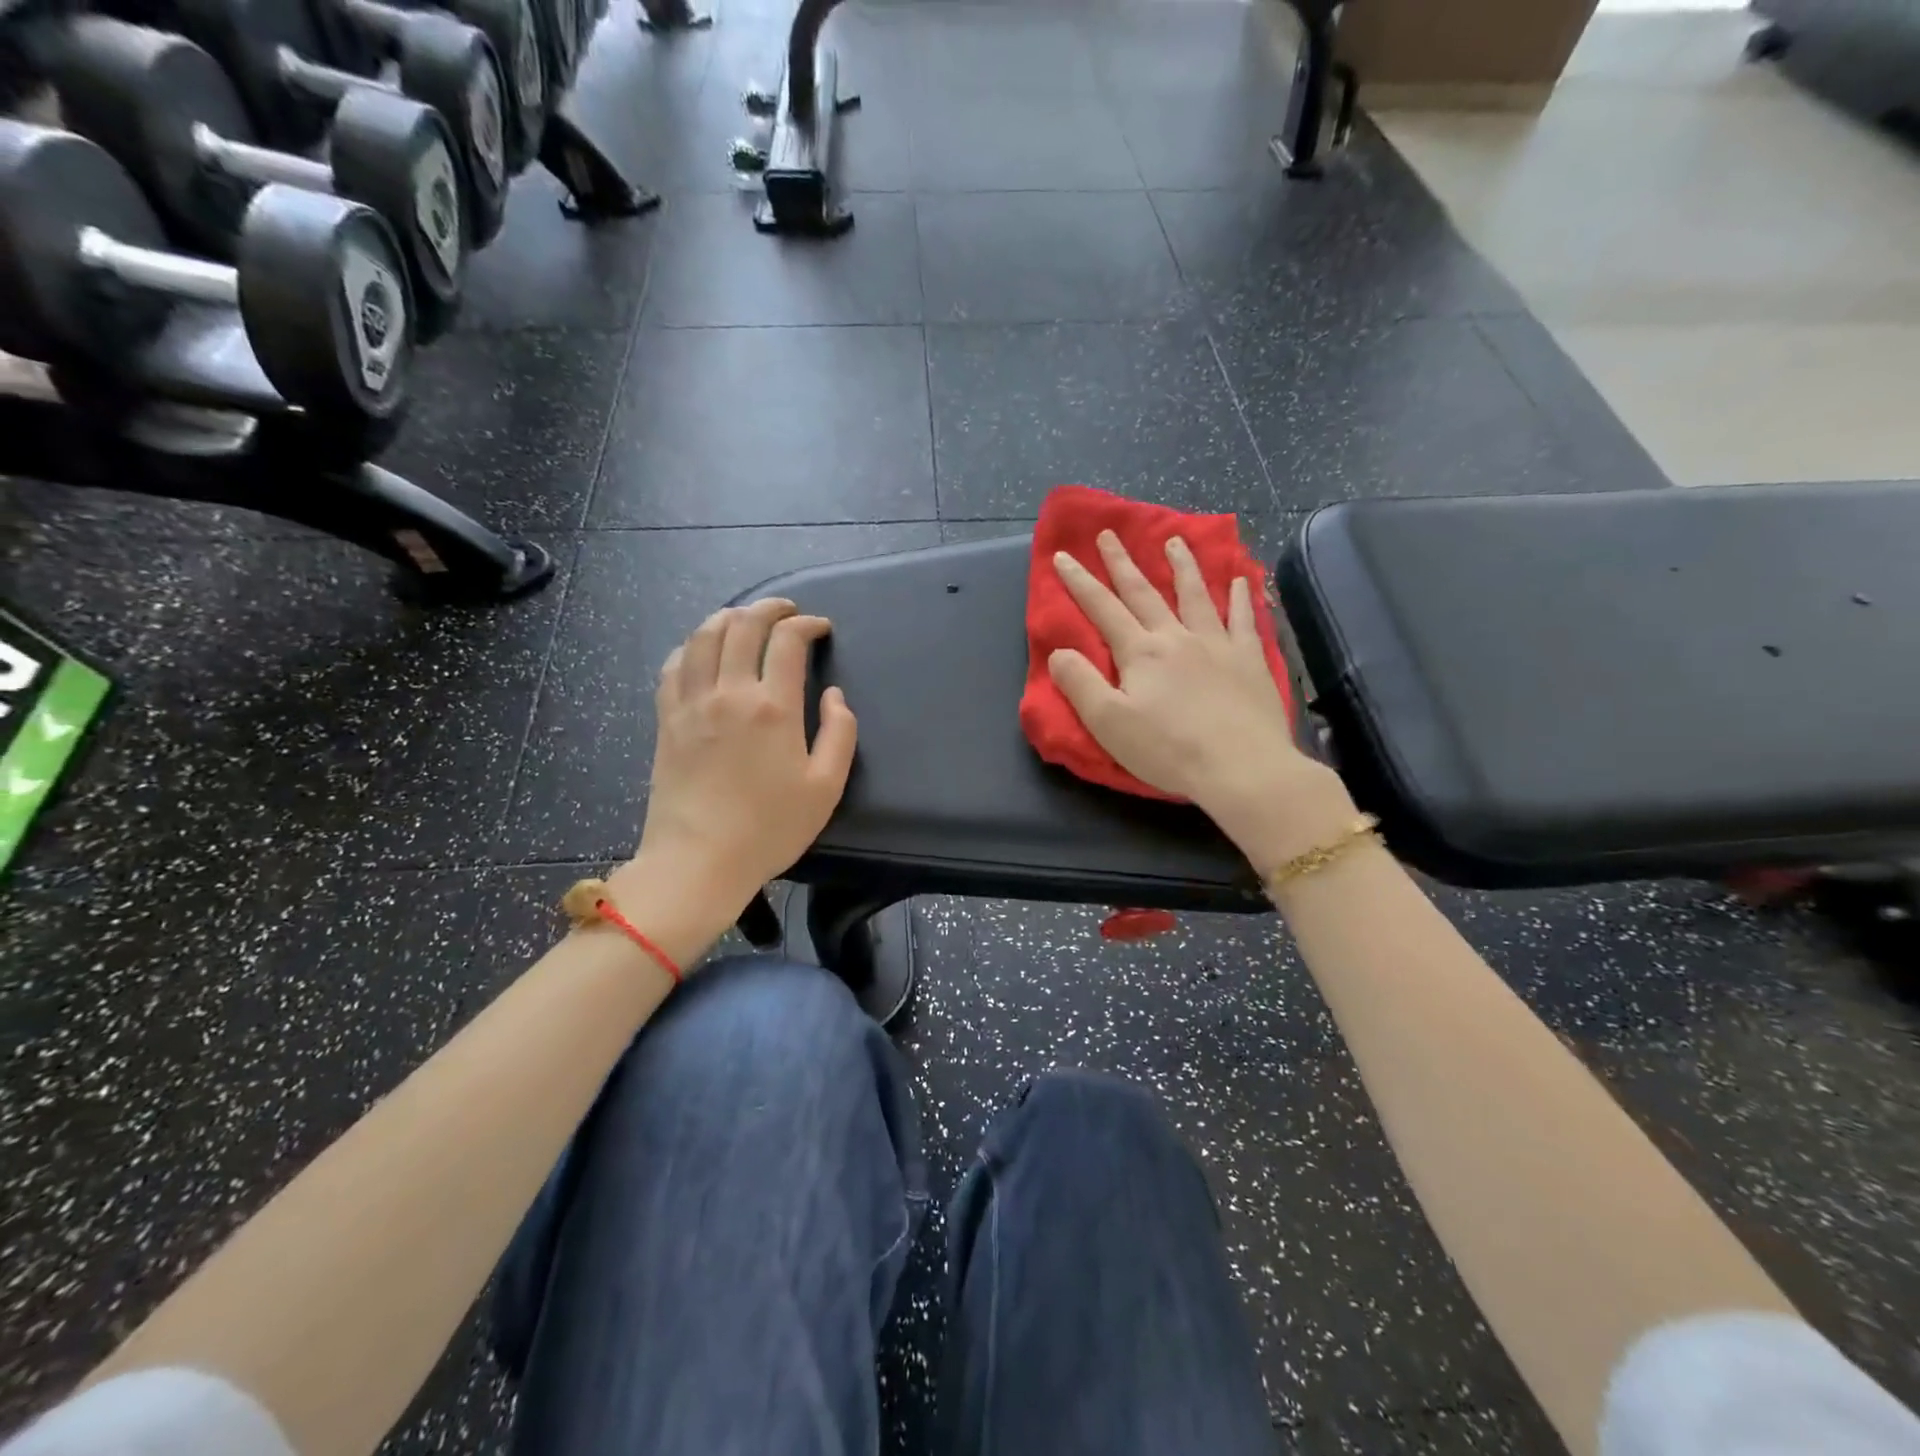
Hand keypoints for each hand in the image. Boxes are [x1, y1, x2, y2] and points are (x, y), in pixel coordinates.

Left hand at [614, 599, 856, 953]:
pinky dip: (691, 645)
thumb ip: (840, 733)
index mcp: (773, 707)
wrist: (699, 861)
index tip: (820, 629)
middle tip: (787, 611)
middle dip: (769, 608)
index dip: (806, 624)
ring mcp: (691, 703)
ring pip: (703, 636)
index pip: (787, 641)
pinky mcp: (667, 719)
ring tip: (746, 619)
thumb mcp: (826, 787)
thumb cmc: (770, 829)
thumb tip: (833, 694)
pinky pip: (674, 664)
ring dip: (728, 617)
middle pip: (743, 625)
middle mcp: (729, 692)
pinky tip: (702, 650)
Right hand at [1049, 531, 1355, 873]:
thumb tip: (1059, 652)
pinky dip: (1239, 597)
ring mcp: (1218, 645)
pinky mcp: (1250, 660)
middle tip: (1109, 534)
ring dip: (1182, 566)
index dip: (1080, 582)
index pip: (1103, 609)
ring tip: (1175, 540)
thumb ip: (1080, 684)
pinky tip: (1239, 580)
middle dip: (1123, 563)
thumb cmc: (1168, 750)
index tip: (1063, 555)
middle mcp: (1177, 637)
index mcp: (1141, 653)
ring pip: (1195, 595)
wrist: (1242, 768)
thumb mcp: (1108, 723)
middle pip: (1145, 593)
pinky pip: (1243, 619)